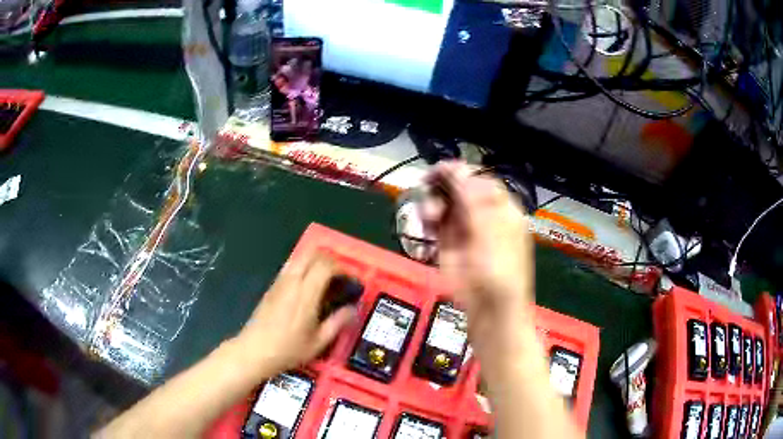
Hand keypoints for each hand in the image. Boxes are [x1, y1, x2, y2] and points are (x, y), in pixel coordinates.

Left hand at [235, 249, 355, 377]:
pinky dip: (303, 268)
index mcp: (305, 294)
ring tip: (325, 280)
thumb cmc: (288, 349)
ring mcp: (279, 282)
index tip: (350, 280)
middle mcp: (292, 282)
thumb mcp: (318, 342)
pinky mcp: (271, 286)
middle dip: (329, 260)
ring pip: (299, 257)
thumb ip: (338, 323)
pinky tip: (307, 287)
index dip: (341, 268)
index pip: (325, 266)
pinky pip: (290, 267)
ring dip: (315, 262)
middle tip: (339, 275)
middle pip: (311, 254)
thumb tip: (353, 309)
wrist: (254, 351)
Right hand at [422, 161, 534, 350]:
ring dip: (433, 203)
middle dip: (443, 187)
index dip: (460, 174)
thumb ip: (473, 201)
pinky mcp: (450, 245)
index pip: (480, 182)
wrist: (490, 313)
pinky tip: (426, 222)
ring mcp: (466, 230)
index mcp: (502, 210)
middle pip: (461, 190)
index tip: (438, 170)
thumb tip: (458, 168)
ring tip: (428, 215)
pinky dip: (429, 219)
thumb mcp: (489, 235)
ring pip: (446, 205)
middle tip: (426, 186)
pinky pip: (437, 223)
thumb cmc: (498, 274)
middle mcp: (484, 216)